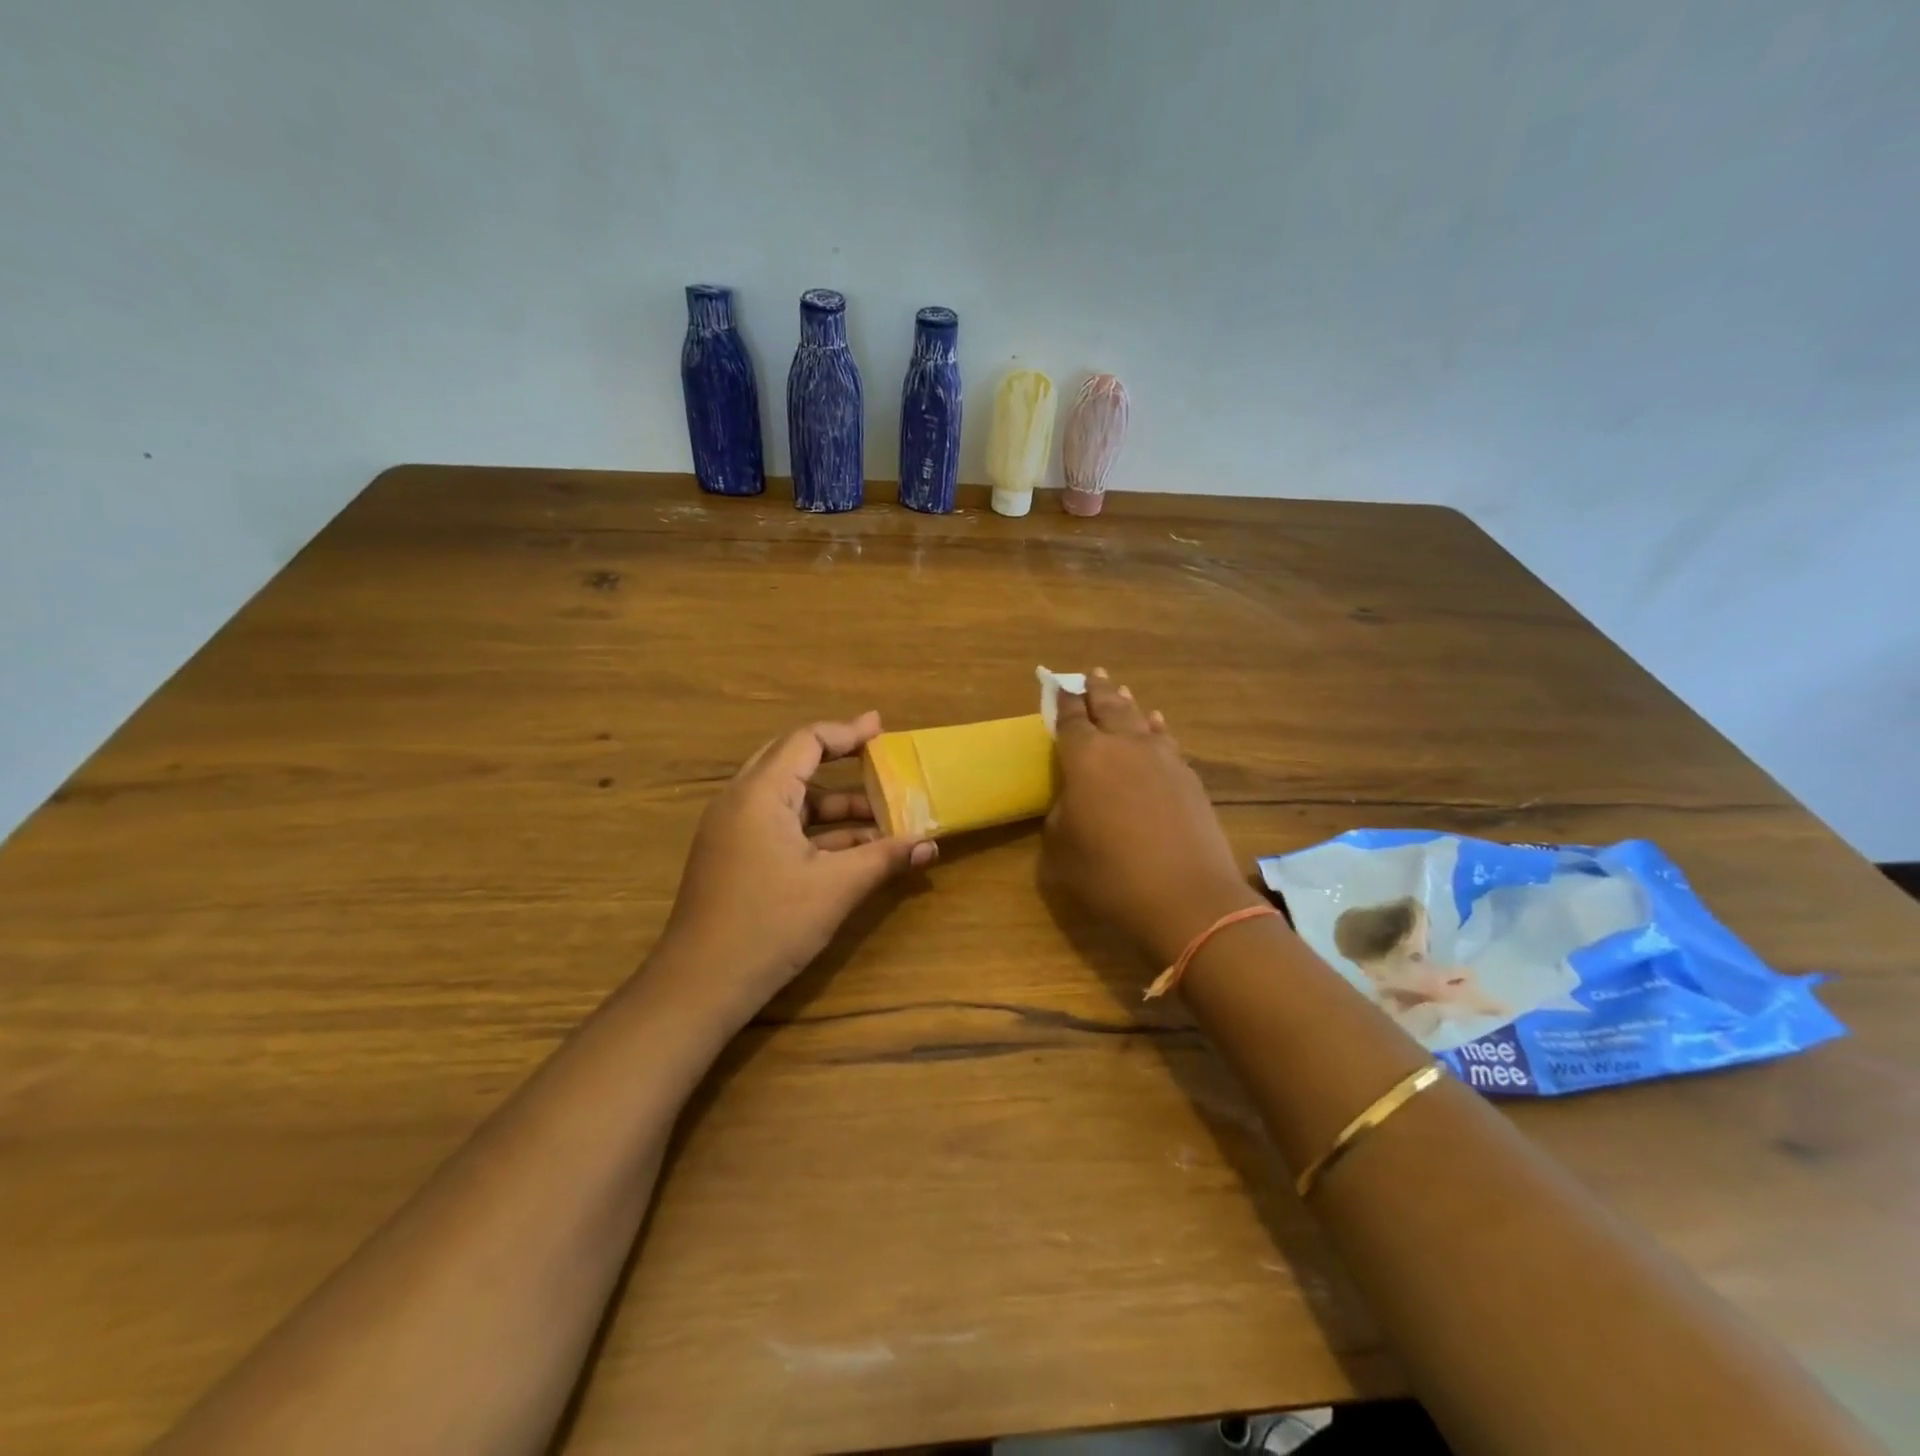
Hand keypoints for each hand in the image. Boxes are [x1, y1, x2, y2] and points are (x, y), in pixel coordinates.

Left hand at [658, 712, 935, 1020]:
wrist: (699, 986)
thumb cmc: (769, 925)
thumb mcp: (835, 888)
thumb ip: (884, 858)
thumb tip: (930, 844)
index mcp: (759, 794)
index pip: (806, 741)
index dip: (847, 733)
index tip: (881, 730)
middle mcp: (740, 801)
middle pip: (792, 760)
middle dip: (838, 758)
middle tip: (877, 755)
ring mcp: (732, 830)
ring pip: (788, 797)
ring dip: (832, 803)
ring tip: (881, 814)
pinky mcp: (733, 856)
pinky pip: (778, 824)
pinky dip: (814, 828)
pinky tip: (852, 847)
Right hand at [1041, 671, 1264, 969]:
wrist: (1186, 897)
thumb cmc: (1110, 874)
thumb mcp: (1062, 849)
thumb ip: (1061, 815)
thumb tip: (1073, 801)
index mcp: (1085, 757)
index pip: (1070, 719)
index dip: (1063, 701)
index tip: (1058, 685)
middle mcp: (1124, 746)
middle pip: (1109, 707)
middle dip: (1097, 690)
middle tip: (1091, 674)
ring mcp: (1162, 758)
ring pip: (1140, 719)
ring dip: (1127, 704)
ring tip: (1120, 691)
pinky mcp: (1188, 777)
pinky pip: (1166, 740)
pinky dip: (1156, 729)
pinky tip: (1157, 725)